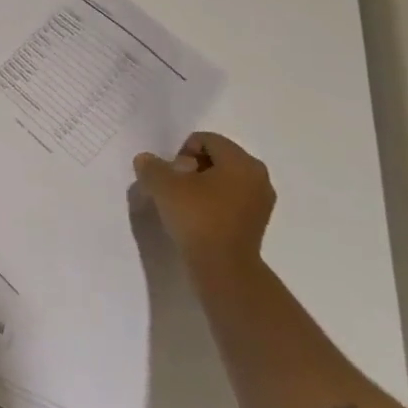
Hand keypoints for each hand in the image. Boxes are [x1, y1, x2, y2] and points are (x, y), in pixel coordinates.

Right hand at [133, 131, 275, 276]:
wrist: (223, 268)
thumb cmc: (197, 217)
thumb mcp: (163, 185)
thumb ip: (151, 166)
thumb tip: (146, 160)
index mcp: (241, 161)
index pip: (206, 139)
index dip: (182, 151)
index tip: (172, 174)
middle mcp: (258, 176)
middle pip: (217, 157)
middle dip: (192, 167)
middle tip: (176, 187)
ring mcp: (261, 200)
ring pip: (224, 179)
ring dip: (202, 185)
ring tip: (185, 203)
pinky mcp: (257, 222)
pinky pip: (231, 199)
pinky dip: (213, 201)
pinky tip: (198, 217)